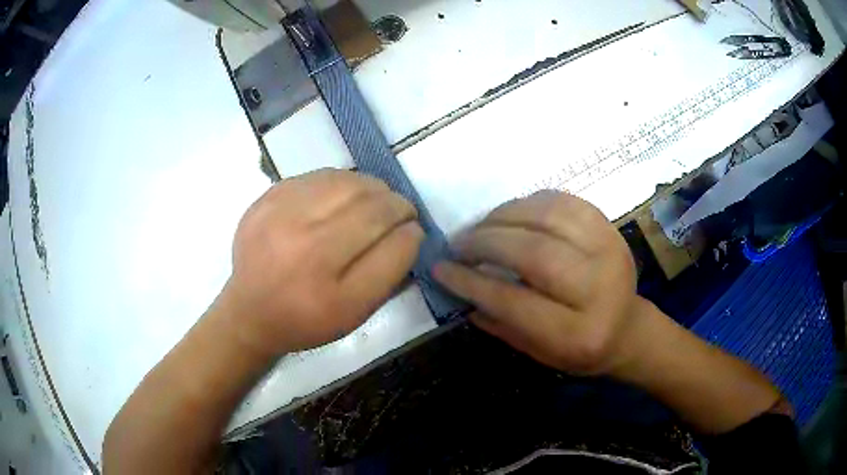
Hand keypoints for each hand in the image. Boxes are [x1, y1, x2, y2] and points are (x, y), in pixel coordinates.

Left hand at [218, 169, 423, 355]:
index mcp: (331, 293)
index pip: (392, 249)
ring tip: (378, 199)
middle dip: (398, 206)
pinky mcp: (269, 197)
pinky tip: (346, 195)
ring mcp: (283, 217)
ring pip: (349, 184)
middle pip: (372, 210)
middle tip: (403, 211)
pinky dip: (345, 182)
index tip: (414, 230)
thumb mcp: (353, 315)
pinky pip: (322, 176)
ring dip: (374, 189)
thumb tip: (410, 231)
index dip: (412, 234)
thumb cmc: (306, 319)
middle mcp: (305, 250)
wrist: (250, 309)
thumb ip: (388, 275)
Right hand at [433, 191, 640, 374]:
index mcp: (578, 334)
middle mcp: (598, 289)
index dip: (471, 282)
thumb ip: (499, 323)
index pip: (515, 302)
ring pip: (549, 218)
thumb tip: (458, 286)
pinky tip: (511, 214)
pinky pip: (565, 202)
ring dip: (504, 216)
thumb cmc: (580, 349)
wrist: (628, 327)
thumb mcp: (538, 353)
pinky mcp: (610, 229)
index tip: (441, 269)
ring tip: (480, 226)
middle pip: (534, 253)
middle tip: (457, 243)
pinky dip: (531, 203)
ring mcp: (609, 251)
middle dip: (485, 242)